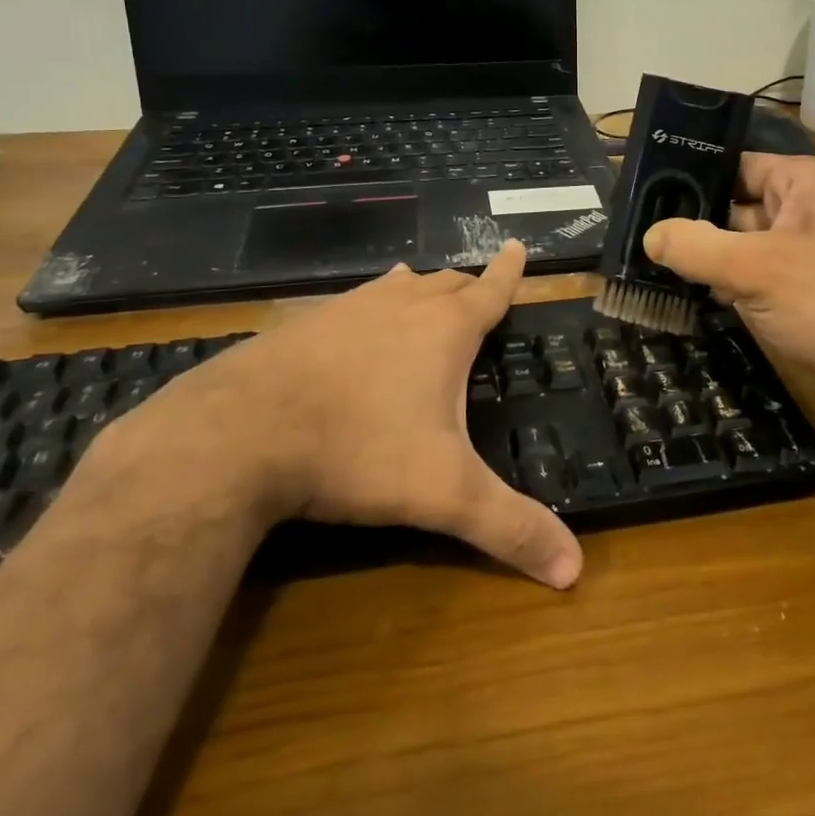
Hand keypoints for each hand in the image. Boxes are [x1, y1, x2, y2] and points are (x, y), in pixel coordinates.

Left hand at [155, 241, 581, 588]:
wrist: (239, 433)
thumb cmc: (357, 451)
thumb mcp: (442, 494)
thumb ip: (509, 528)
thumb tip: (575, 569)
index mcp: (444, 330)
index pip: (490, 291)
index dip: (509, 272)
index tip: (518, 245)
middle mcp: (400, 306)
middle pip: (445, 284)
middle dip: (467, 287)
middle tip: (478, 292)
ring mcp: (347, 309)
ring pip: (396, 288)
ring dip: (418, 290)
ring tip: (424, 289)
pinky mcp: (304, 324)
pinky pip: (352, 303)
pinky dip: (370, 306)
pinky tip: (356, 321)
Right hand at [643, 155, 814, 394]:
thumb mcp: (754, 271)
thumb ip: (696, 247)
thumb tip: (650, 235)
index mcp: (807, 180)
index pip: (735, 166)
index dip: (691, 182)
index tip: (646, 203)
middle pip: (740, 206)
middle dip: (700, 229)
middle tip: (646, 246)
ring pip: (751, 244)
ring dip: (718, 262)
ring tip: (664, 273)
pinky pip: (770, 273)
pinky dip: (742, 285)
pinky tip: (710, 300)